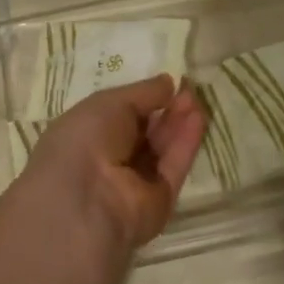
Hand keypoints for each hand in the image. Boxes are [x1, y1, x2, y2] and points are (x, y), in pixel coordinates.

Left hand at [14, 75, 204, 266]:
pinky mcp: (160, 200)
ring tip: (197, 98)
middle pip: (146, 132)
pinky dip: (186, 143)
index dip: (145, 99)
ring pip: (162, 148)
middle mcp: (110, 160)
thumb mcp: (109, 103)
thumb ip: (143, 93)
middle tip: (189, 89)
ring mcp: (136, 183)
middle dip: (166, 110)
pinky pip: (174, 167)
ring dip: (179, 123)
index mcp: (87, 137)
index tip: (169, 84)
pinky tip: (198, 118)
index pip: (120, 116)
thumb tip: (169, 82)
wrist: (86, 200)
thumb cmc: (85, 139)